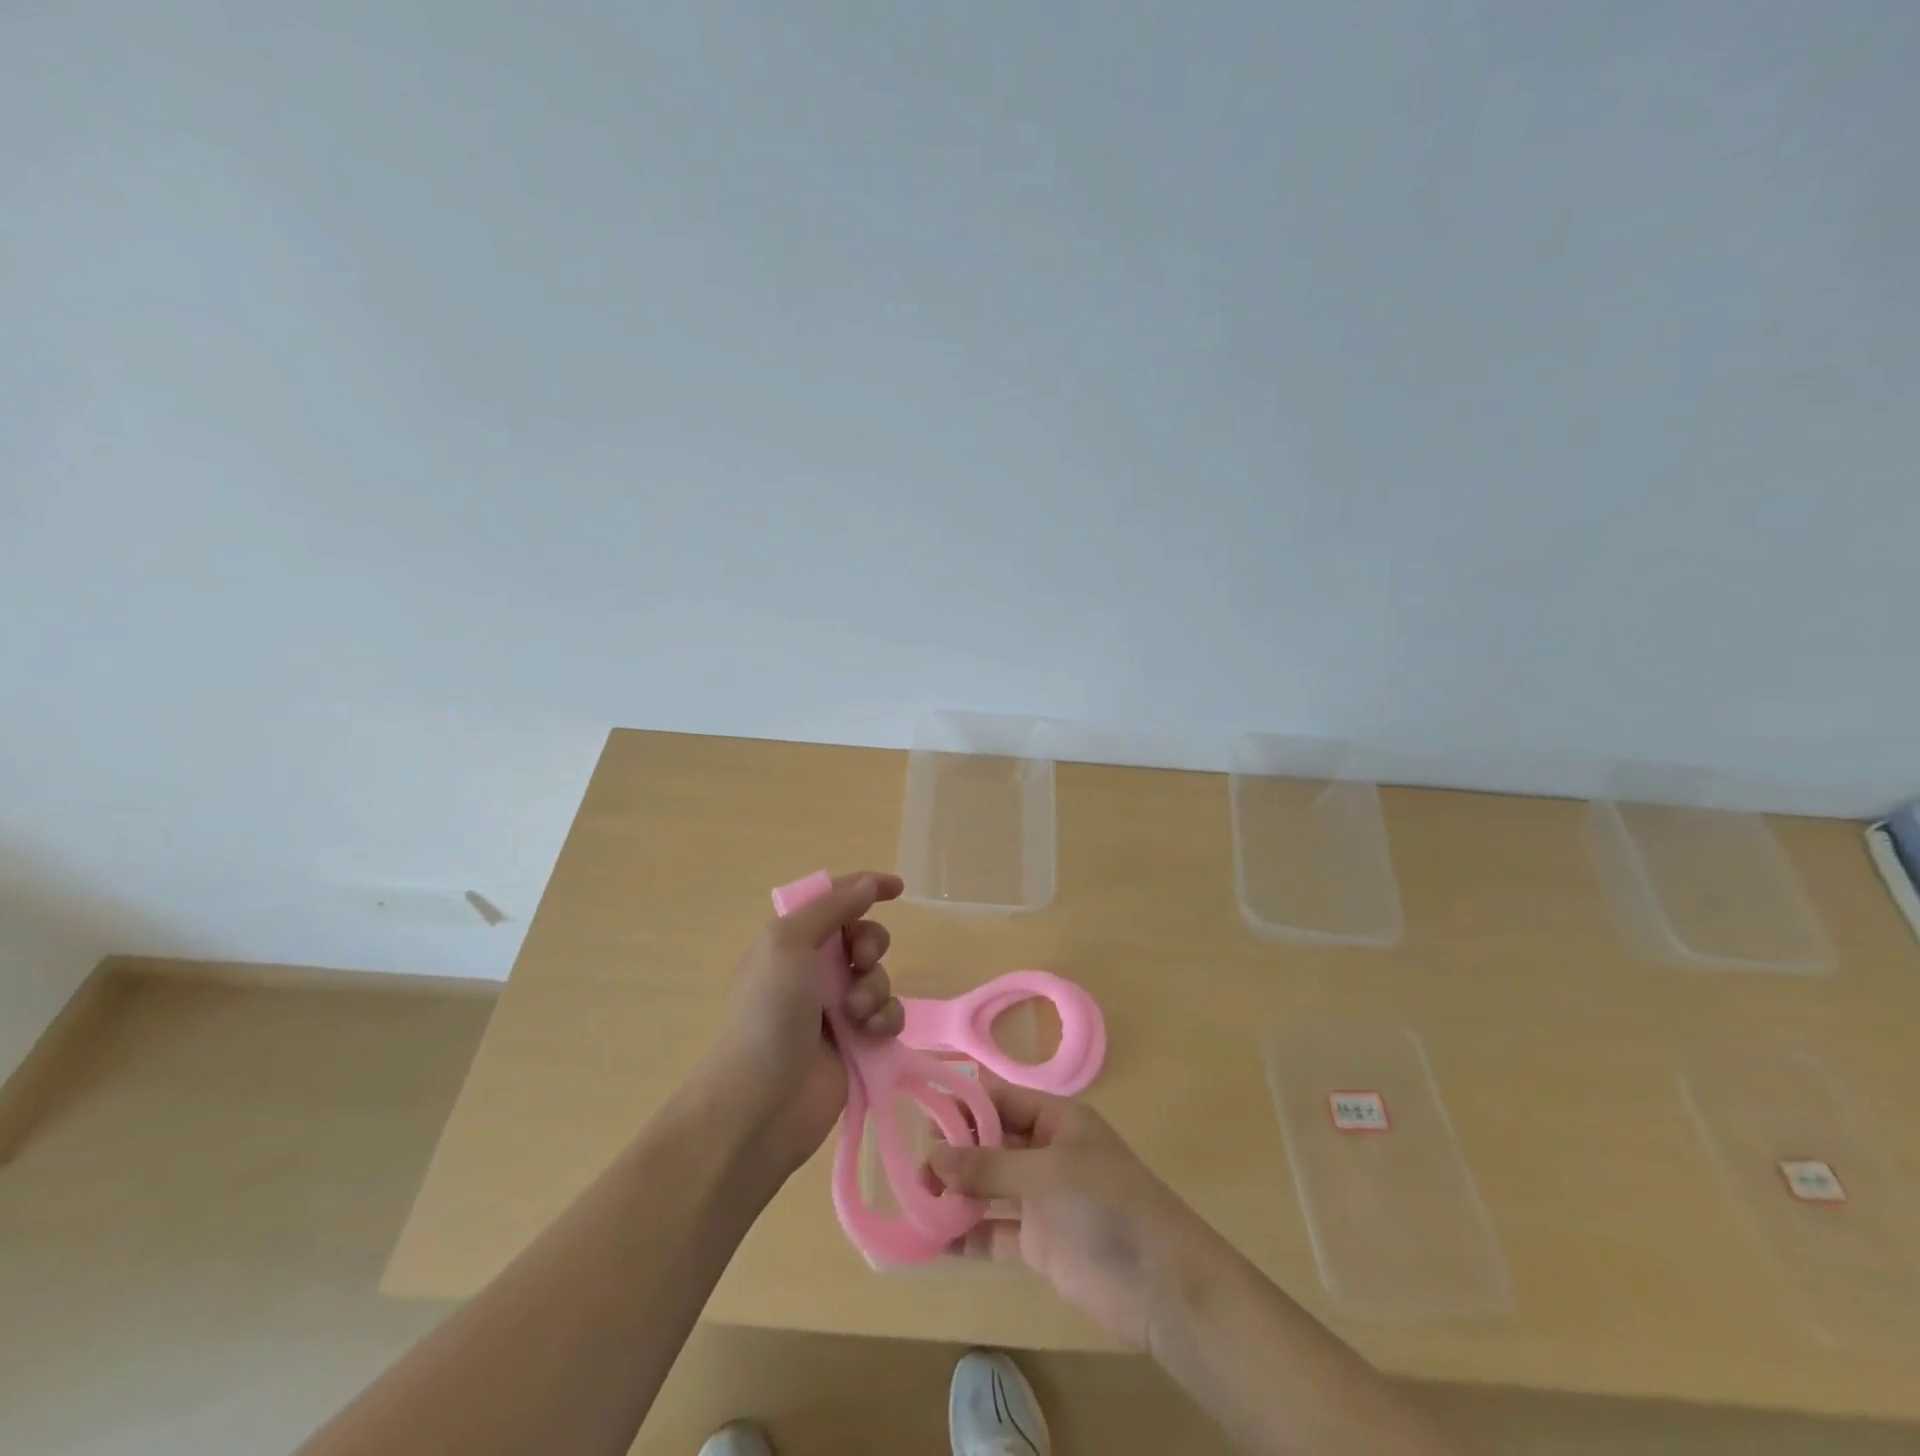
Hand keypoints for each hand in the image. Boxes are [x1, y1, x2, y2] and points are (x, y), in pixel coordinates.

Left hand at [703, 871, 905, 1176]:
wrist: (760, 1103)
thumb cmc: (768, 1012)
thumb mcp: (788, 943)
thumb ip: (831, 908)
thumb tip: (868, 883)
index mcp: (791, 942)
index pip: (833, 901)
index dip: (865, 888)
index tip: (898, 888)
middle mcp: (813, 971)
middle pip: (862, 937)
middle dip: (871, 943)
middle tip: (861, 960)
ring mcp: (836, 1009)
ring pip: (879, 977)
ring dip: (875, 987)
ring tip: (856, 1013)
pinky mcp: (858, 1044)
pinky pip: (888, 1016)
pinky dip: (886, 1019)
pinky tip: (871, 1034)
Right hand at [927, 1077, 1209, 1348]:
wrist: (1161, 1286)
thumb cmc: (1106, 1206)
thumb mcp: (1046, 1175)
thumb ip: (989, 1166)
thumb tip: (933, 1154)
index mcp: (1056, 1120)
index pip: (1001, 1098)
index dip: (963, 1102)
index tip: (921, 1110)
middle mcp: (1045, 1152)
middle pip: (991, 1141)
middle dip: (954, 1150)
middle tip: (912, 1164)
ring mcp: (1042, 1199)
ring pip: (989, 1186)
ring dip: (956, 1192)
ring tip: (915, 1197)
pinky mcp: (1039, 1243)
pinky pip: (995, 1231)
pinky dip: (968, 1234)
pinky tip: (934, 1239)